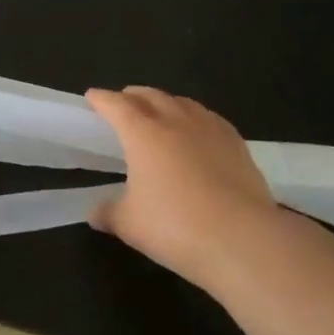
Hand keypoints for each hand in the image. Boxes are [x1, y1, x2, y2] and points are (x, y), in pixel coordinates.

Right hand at [87, 87, 280, 289]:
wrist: (241, 238)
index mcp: (143, 133)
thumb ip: (109, 213)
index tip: (92, 96)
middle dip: (133, 96)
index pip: (117, 106)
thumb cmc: (174, 226)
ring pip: (183, 103)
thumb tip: (95, 213)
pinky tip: (198, 132)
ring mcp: (210, 129)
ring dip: (165, 102)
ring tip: (159, 112)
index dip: (102, 99)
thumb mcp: (129, 225)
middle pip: (151, 96)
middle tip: (123, 102)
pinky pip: (209, 119)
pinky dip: (195, 117)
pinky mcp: (237, 144)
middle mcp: (176, 121)